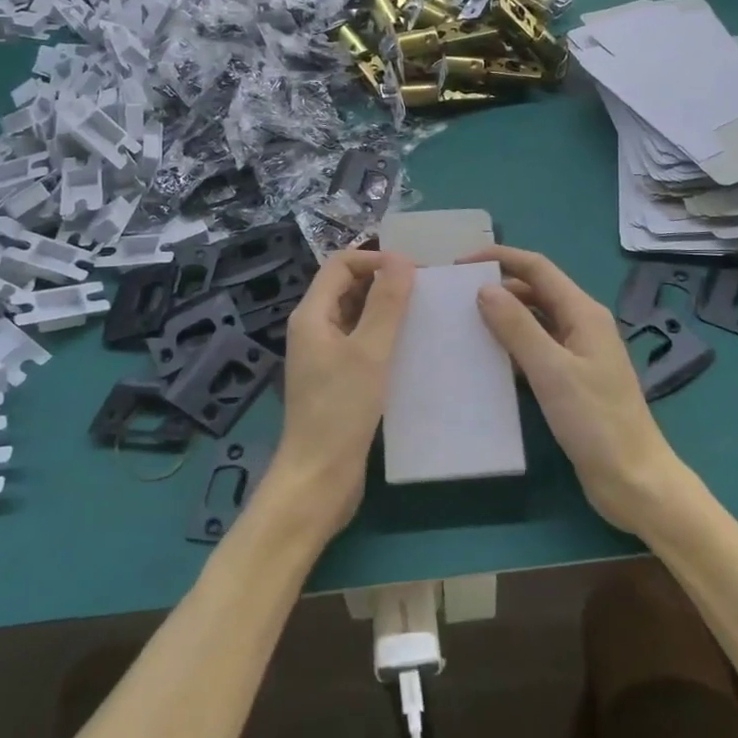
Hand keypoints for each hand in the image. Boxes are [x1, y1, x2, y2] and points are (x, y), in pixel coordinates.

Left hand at [270, 250, 414, 538]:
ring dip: (385, 308)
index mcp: (312, 315)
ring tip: (424, 313)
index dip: (376, 258)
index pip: (341, 264)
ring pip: (355, 315)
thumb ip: (386, 303)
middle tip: (425, 289)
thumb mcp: (370, 352)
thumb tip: (401, 260)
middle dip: (383, 280)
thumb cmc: (342, 411)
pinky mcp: (336, 379)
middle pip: (347, 286)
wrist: (318, 478)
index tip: (414, 270)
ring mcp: (323, 355)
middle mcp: (313, 328)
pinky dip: (383, 335)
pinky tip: (411, 346)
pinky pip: (360, 342)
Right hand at [468, 245, 685, 534]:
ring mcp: (578, 353)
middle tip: (455, 298)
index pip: (538, 269)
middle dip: (498, 287)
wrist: (634, 481)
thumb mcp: (551, 371)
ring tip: (463, 324)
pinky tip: (487, 360)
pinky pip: (536, 350)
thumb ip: (518, 327)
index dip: (500, 258)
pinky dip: (512, 347)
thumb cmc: (595, 422)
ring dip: (503, 317)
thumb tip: (485, 289)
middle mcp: (582, 325)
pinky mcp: (571, 380)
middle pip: (536, 291)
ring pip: (535, 321)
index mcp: (584, 313)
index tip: (461, 264)